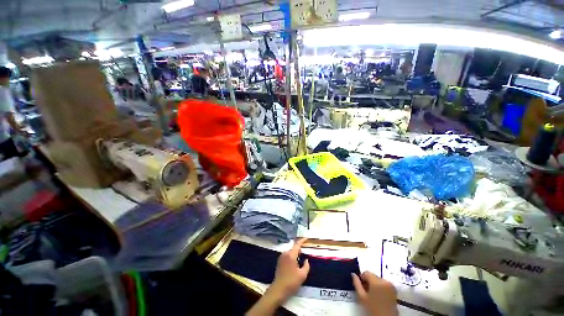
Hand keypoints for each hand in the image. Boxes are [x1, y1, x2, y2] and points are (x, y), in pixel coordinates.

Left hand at [269, 238, 309, 301]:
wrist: (279, 289)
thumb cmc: (291, 282)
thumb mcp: (302, 275)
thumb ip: (306, 266)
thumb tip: (306, 260)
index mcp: (291, 255)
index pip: (297, 244)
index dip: (302, 240)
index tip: (307, 238)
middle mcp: (285, 254)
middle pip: (294, 248)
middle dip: (299, 249)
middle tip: (305, 252)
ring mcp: (281, 257)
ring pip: (290, 252)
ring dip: (295, 253)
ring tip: (301, 259)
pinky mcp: (279, 261)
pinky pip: (287, 255)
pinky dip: (292, 256)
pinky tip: (295, 263)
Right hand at [352, 271, 397, 315]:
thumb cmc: (373, 308)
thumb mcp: (362, 297)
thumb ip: (357, 284)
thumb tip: (353, 274)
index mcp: (377, 281)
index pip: (366, 272)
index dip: (362, 278)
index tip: (361, 285)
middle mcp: (385, 281)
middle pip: (373, 276)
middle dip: (368, 281)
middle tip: (366, 291)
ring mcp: (391, 285)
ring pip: (378, 280)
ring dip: (374, 284)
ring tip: (372, 294)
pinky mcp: (394, 290)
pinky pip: (384, 284)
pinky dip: (380, 287)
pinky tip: (378, 295)